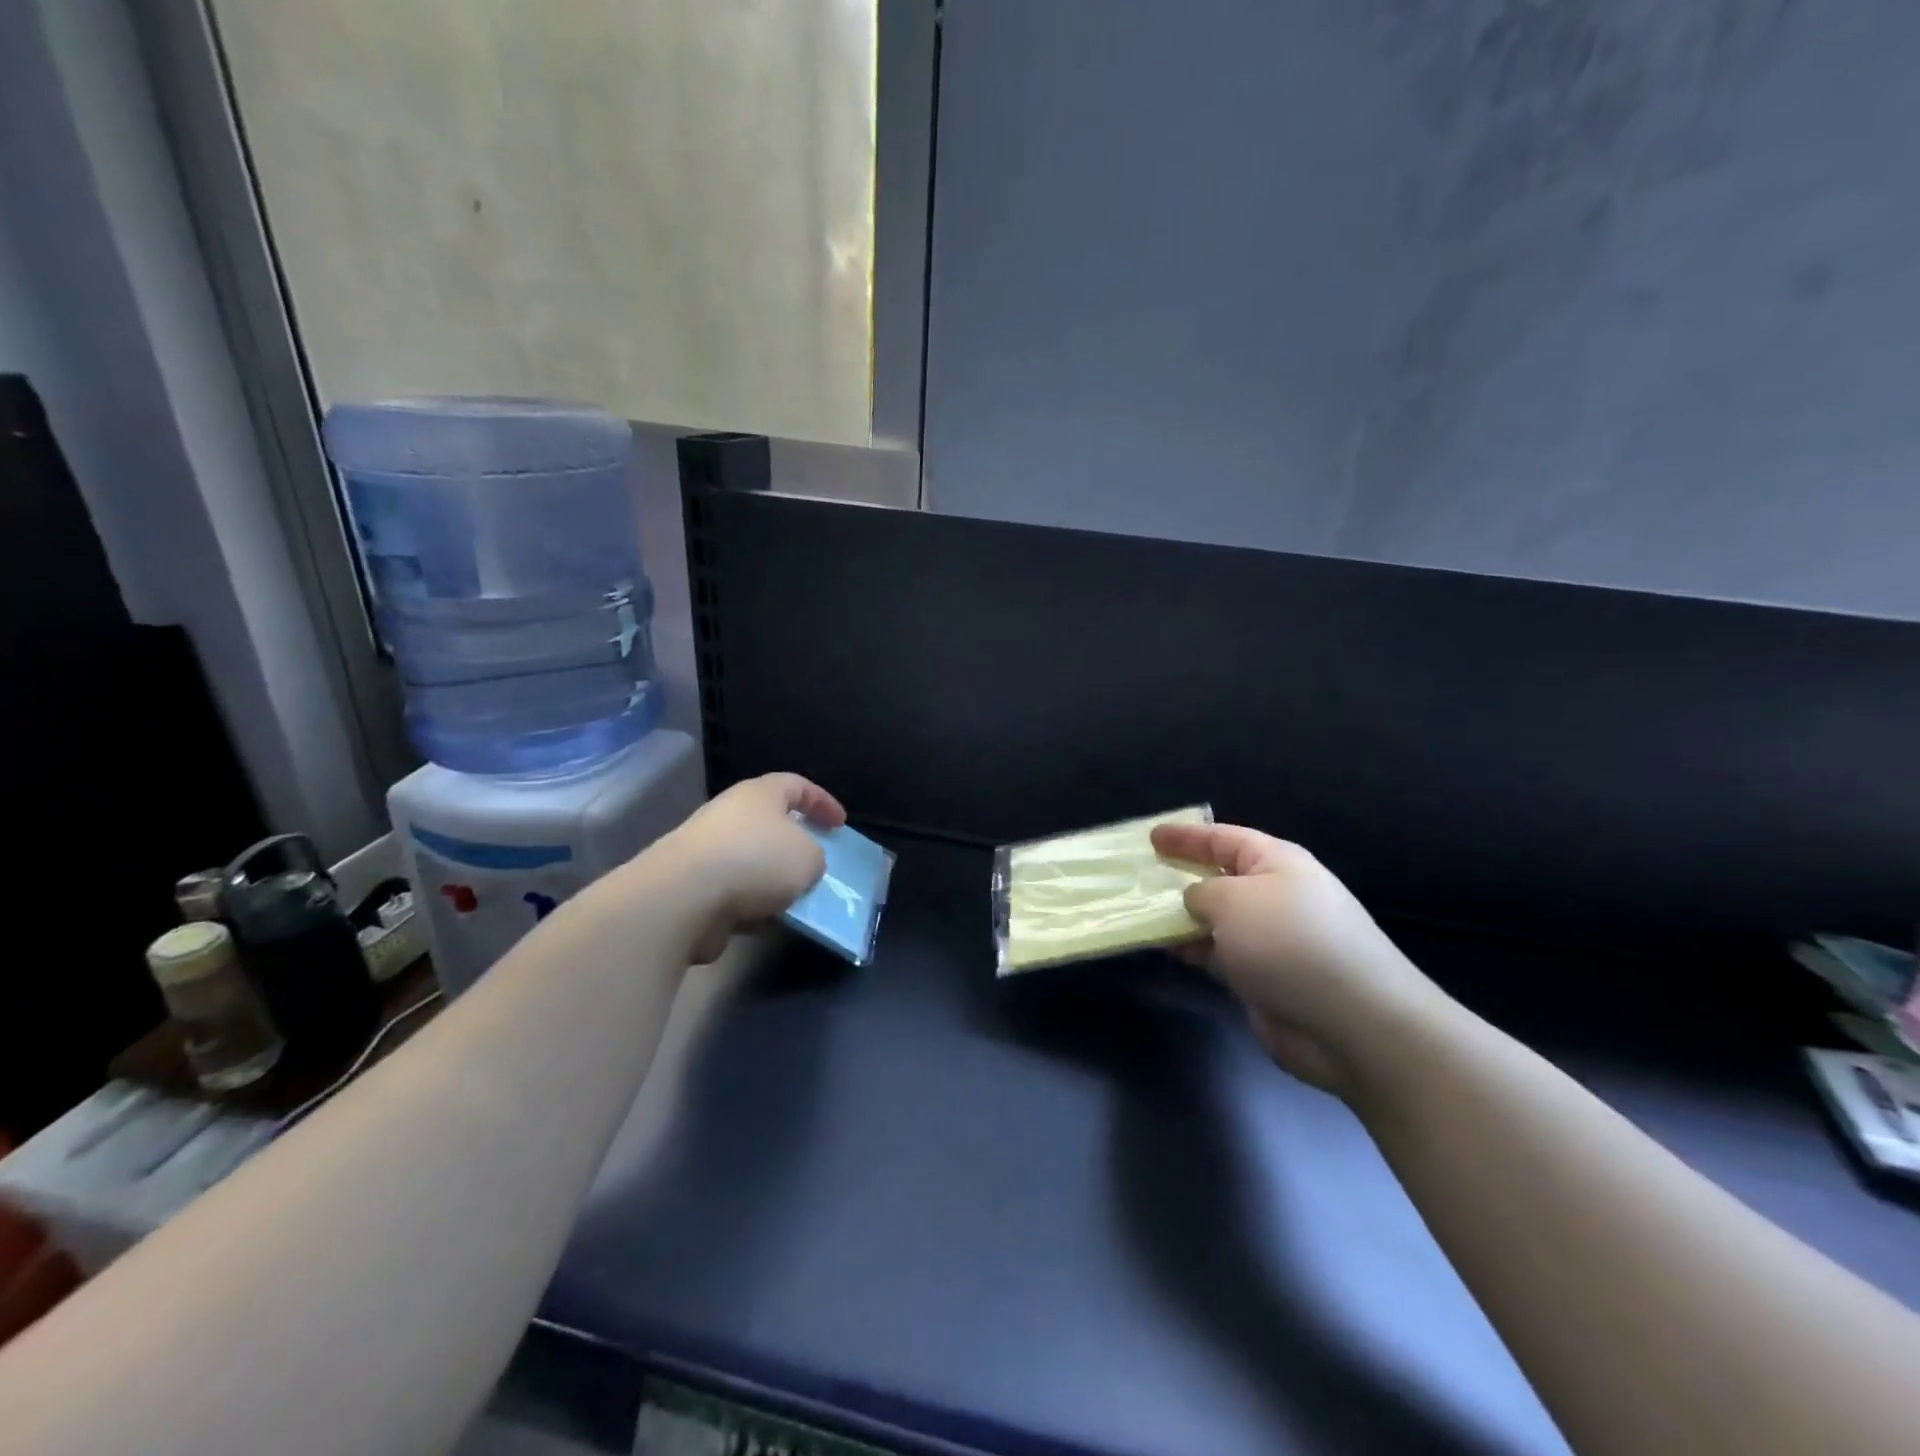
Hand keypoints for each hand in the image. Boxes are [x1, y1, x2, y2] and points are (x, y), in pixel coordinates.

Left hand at [662, 773, 845, 963]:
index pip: (797, 785)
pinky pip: (734, 892)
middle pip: (770, 823)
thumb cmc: (756, 861)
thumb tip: (802, 867)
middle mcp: (730, 814)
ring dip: (773, 880)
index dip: (822, 802)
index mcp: (760, 794)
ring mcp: (707, 850)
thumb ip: (815, 857)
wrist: (684, 897)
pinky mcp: (692, 885)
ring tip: (797, 900)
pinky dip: (752, 905)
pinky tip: (767, 922)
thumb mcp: (809, 857)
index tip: (840, 825)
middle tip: (817, 863)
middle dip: (795, 844)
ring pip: (752, 861)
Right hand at [1151, 822, 1445, 1095]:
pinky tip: (1165, 949)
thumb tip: (1194, 901)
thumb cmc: (1289, 942)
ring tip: (1138, 913)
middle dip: (1180, 876)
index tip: (1151, 837)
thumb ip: (1201, 892)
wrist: (1352, 1022)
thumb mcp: (1233, 900)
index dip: (1186, 836)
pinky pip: (1217, 954)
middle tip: (1139, 876)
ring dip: (1180, 917)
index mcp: (1276, 863)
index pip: (1223, 839)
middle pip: (1219, 878)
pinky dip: (1191, 949)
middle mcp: (1274, 896)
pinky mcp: (1263, 978)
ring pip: (1214, 919)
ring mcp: (1270, 940)